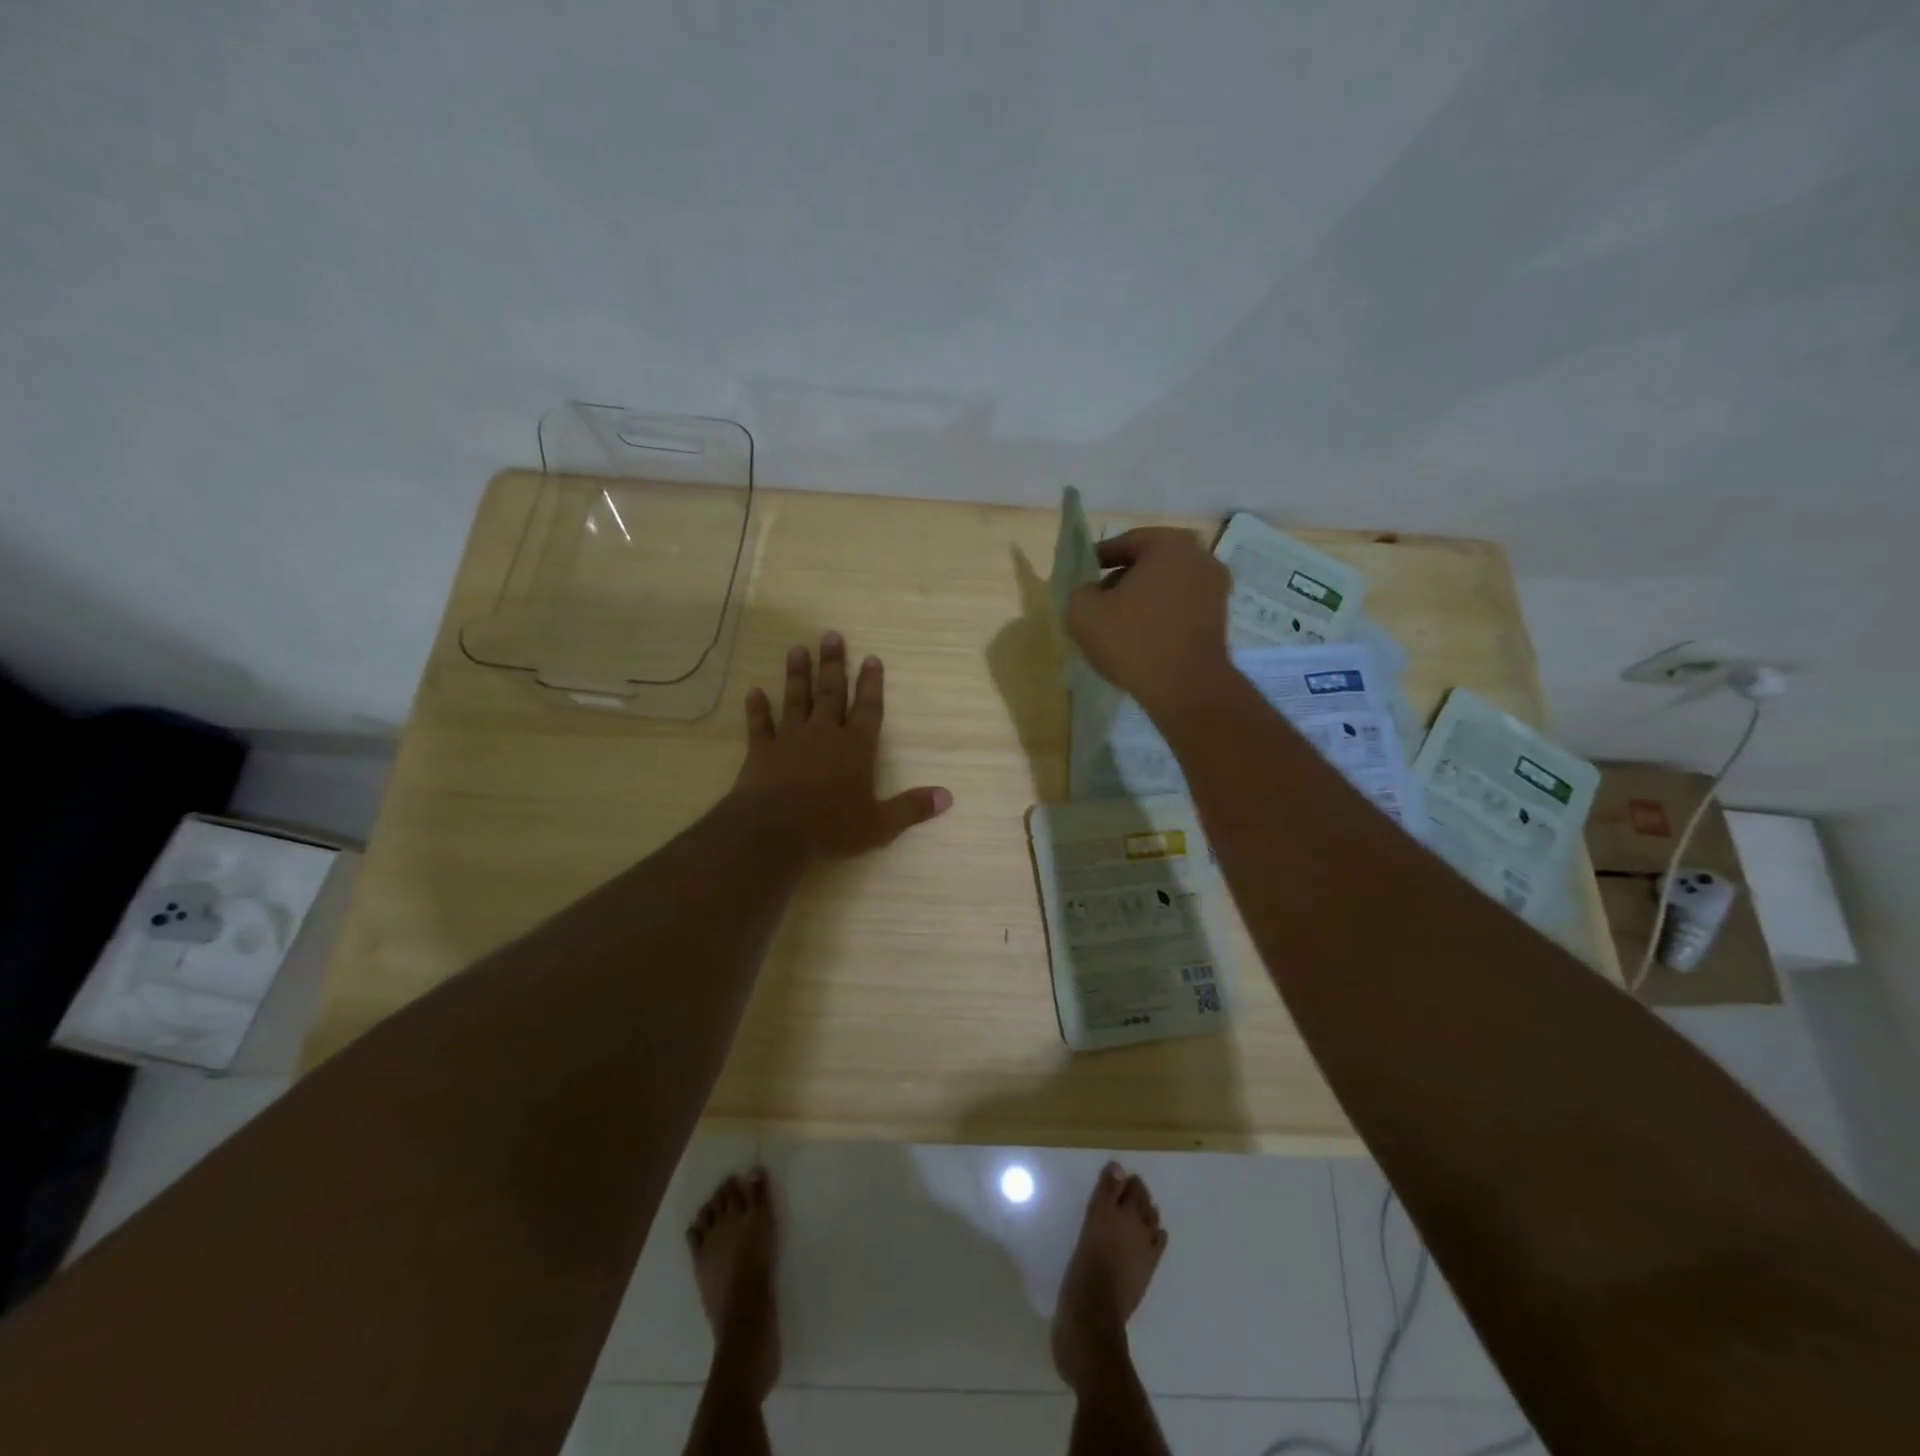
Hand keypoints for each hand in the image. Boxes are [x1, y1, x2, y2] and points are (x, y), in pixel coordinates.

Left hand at [731, 632, 952, 857]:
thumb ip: (911, 808)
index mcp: (856, 748)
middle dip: (834, 664)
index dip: (871, 684)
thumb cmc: (831, 827)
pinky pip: (759, 725)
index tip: (871, 658)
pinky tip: (753, 691)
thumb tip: (947, 797)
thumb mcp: (880, 825)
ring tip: (798, 648)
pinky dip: (756, 708)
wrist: (773, 831)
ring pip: (796, 699)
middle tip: (831, 635)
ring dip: (797, 674)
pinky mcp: (761, 751)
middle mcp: (824, 735)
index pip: (868, 709)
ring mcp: (790, 739)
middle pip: (831, 693)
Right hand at [1065, 527, 1232, 715]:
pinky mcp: (1220, 618)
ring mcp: (1216, 588)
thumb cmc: (1133, 640)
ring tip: (1116, 624)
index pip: (1125, 542)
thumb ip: (1079, 591)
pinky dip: (1160, 616)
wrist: (1185, 687)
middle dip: (1121, 579)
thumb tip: (1090, 593)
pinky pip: (1180, 608)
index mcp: (1170, 544)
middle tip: (1097, 602)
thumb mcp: (1084, 612)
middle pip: (1149, 563)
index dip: (1098, 559)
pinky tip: (1141, 639)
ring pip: (1165, 586)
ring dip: (1141, 600)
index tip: (1081, 578)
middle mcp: (1200, 557)